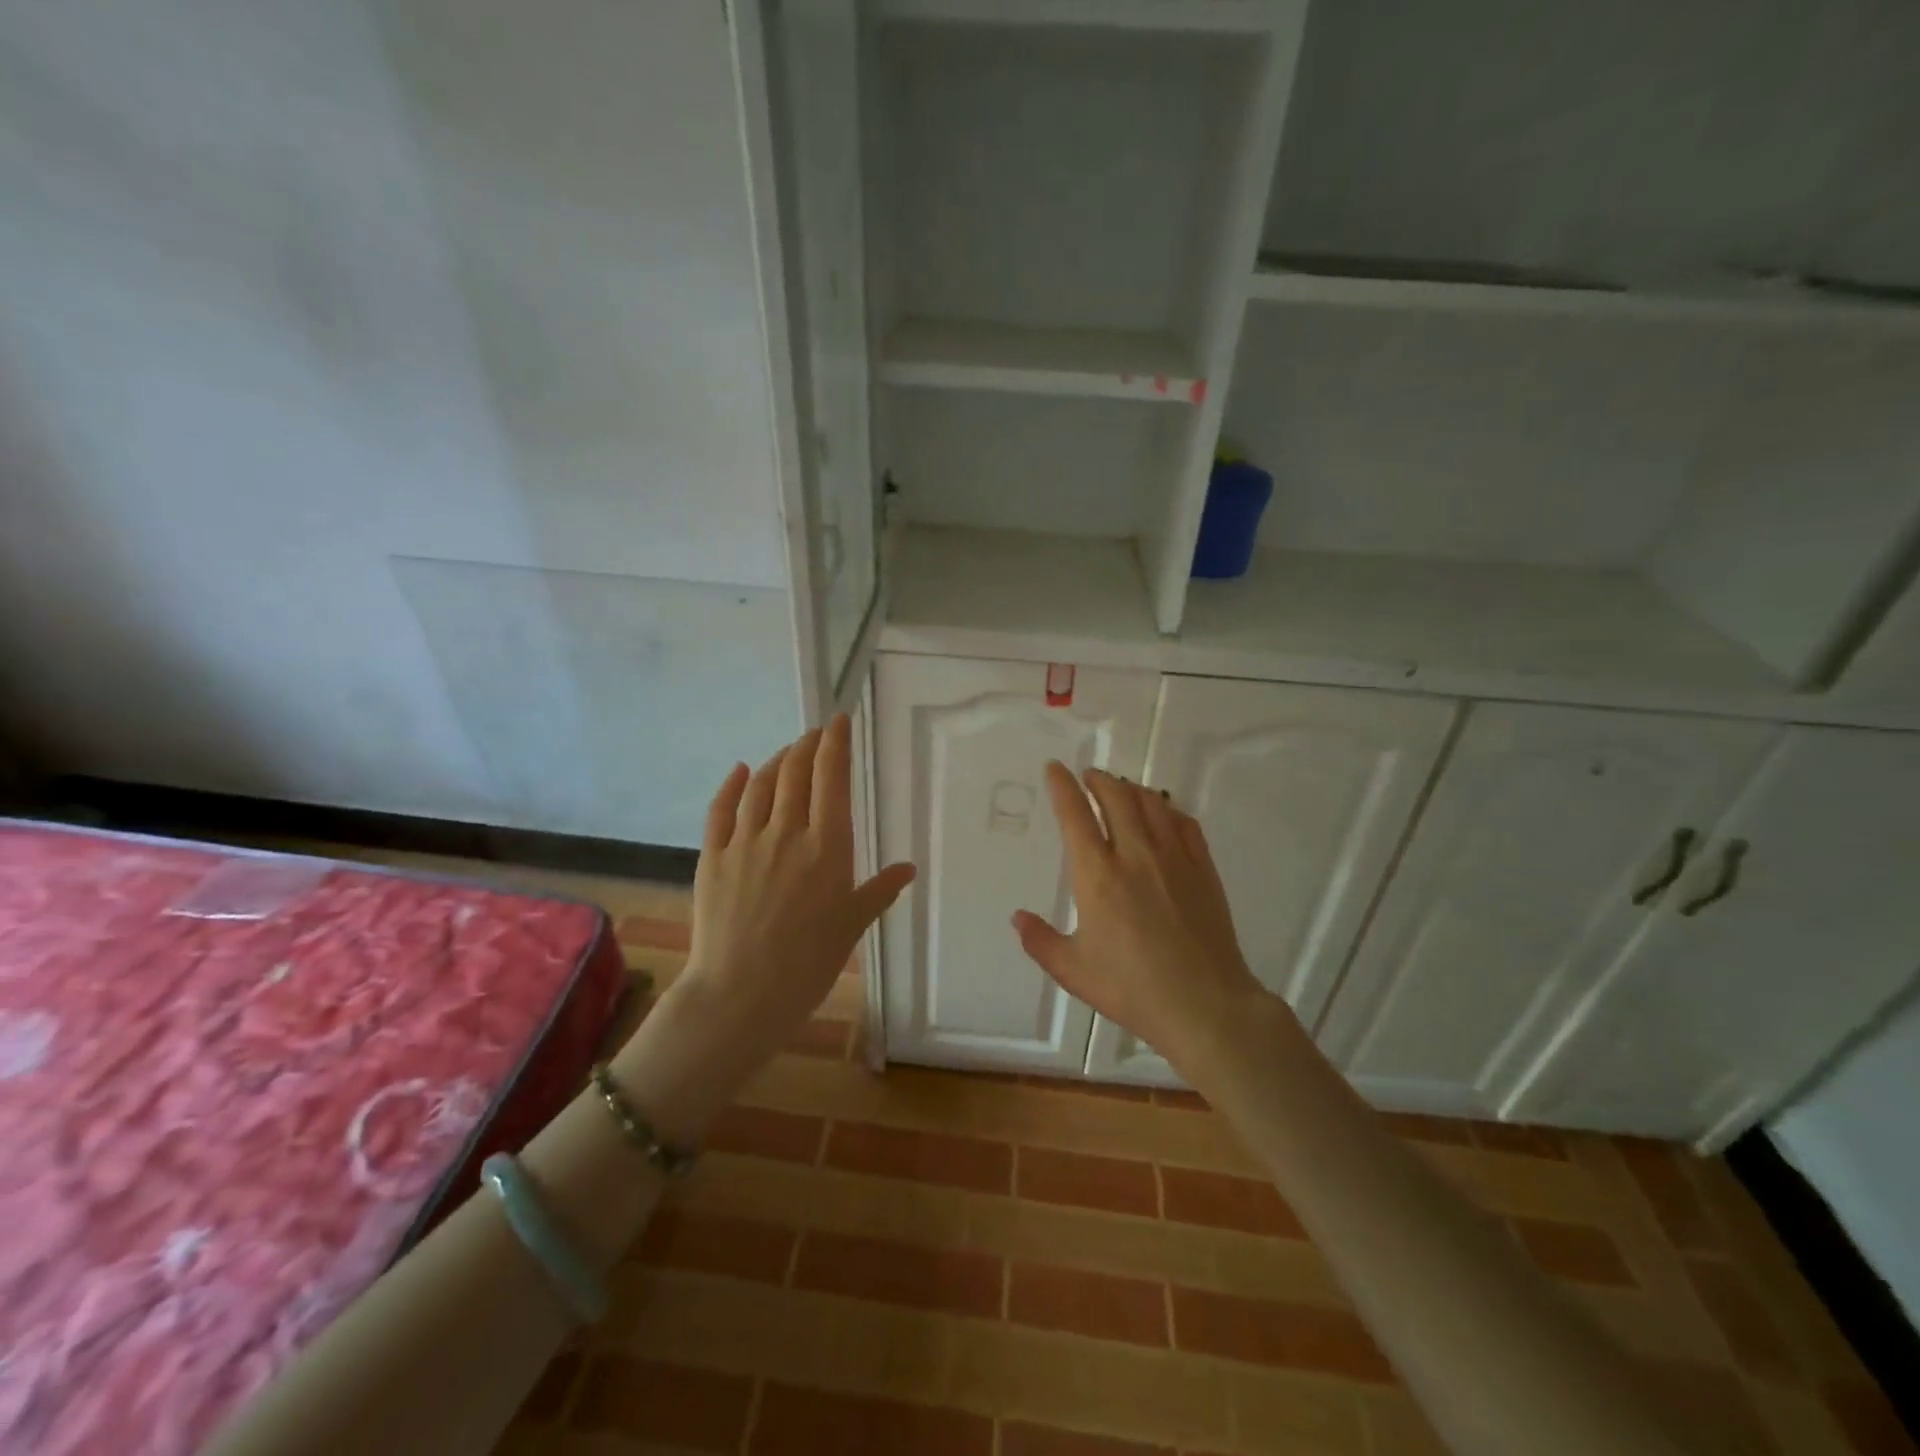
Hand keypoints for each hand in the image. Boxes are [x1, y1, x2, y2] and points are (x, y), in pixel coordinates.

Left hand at [672, 713, 915, 1069]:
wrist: (740, 995)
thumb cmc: (808, 964)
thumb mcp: (852, 926)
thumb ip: (878, 891)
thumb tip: (907, 868)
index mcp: (827, 847)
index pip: (832, 779)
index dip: (836, 744)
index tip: (839, 721)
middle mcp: (786, 833)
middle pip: (796, 774)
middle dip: (807, 746)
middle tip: (816, 733)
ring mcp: (744, 843)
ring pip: (761, 785)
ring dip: (776, 761)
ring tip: (787, 752)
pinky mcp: (712, 858)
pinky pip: (720, 810)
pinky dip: (732, 785)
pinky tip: (741, 771)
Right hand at [1012, 764, 1269, 1070]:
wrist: (1204, 1004)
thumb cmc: (1131, 987)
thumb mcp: (1072, 970)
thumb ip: (1040, 941)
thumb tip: (1017, 917)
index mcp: (1097, 875)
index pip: (1075, 815)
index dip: (1062, 786)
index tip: (1055, 768)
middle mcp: (1135, 854)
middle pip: (1116, 797)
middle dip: (1098, 779)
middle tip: (1088, 776)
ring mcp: (1174, 858)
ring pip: (1151, 803)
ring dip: (1131, 788)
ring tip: (1121, 788)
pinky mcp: (1203, 869)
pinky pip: (1185, 823)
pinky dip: (1168, 809)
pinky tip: (1164, 814)